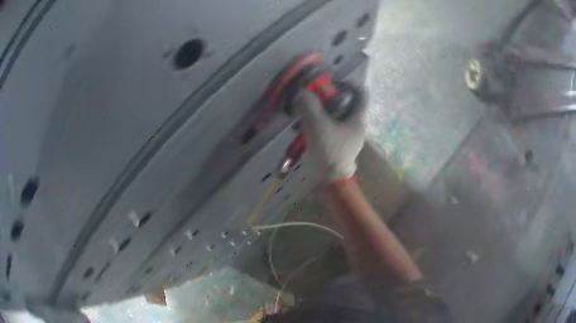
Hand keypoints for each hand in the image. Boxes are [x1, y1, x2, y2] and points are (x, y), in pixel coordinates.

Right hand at [295, 88, 365, 180]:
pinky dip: (319, 124)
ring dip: (321, 112)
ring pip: (336, 116)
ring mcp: (348, 137)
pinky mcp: (340, 145)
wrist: (331, 180)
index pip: (361, 94)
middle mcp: (356, 126)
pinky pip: (331, 128)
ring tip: (304, 115)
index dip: (348, 85)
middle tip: (313, 99)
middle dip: (329, 99)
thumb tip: (302, 91)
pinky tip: (305, 129)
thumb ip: (310, 106)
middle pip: (346, 104)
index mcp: (357, 119)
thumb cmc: (329, 151)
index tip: (332, 84)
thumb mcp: (318, 126)